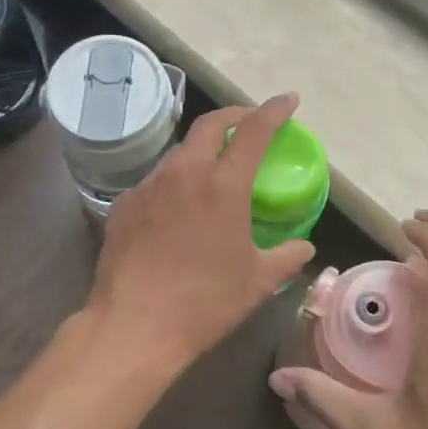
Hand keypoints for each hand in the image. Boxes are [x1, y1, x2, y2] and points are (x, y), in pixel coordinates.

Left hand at [84, 94, 316, 387]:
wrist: (134, 326)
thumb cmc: (204, 303)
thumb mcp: (256, 282)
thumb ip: (286, 257)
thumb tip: (304, 248)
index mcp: (222, 186)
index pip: (254, 131)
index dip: (274, 110)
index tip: (289, 101)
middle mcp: (183, 173)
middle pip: (210, 125)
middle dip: (235, 116)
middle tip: (250, 123)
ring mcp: (148, 186)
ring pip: (179, 152)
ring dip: (202, 150)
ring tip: (214, 169)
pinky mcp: (123, 204)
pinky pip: (155, 181)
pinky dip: (175, 181)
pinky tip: (177, 208)